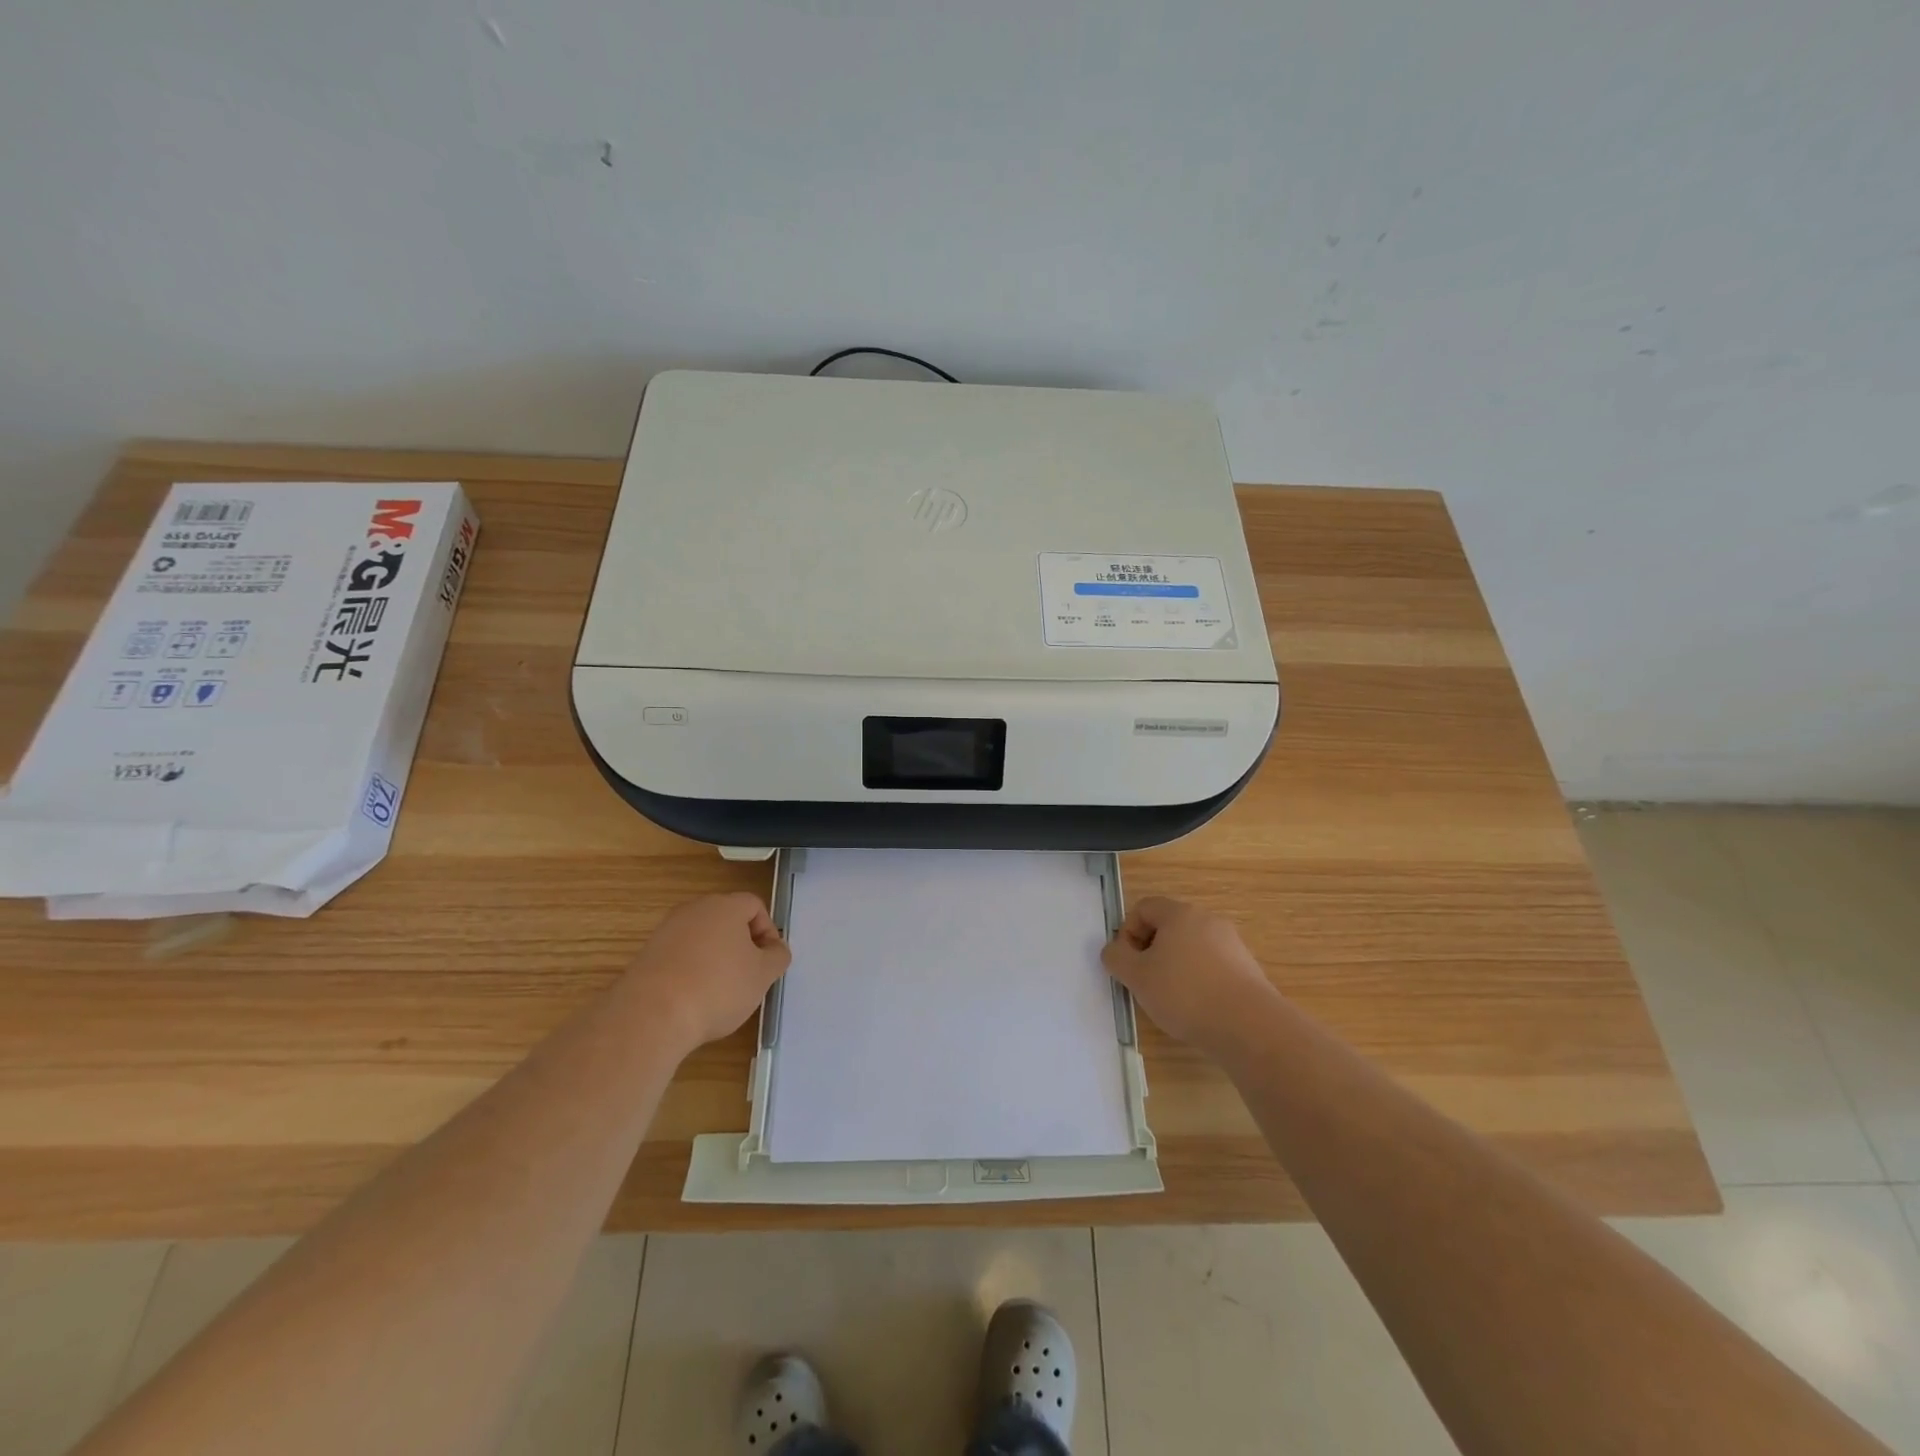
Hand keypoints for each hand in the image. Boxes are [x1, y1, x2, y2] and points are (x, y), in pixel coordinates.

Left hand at [624, 893, 790, 1051]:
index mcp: (725, 906)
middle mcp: (694, 910)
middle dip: (741, 945)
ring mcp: (666, 930)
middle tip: (747, 975)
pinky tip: (693, 999)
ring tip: (719, 991)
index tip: (768, 960)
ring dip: (715, 958)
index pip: (754, 905)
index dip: (768, 931)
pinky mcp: (647, 954)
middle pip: (726, 919)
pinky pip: (680, 956)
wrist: (652, 1015)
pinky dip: (690, 971)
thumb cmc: (718, 987)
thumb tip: (775, 948)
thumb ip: (777, 956)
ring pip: (702, 938)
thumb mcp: (763, 975)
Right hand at [1101, 896, 1279, 1056]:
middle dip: (1151, 951)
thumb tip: (1115, 950)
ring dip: (1175, 967)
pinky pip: (1212, 967)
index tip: (1128, 963)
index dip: (1128, 932)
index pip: (1144, 908)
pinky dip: (1199, 981)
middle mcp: (1208, 920)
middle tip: (1146, 982)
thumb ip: (1116, 958)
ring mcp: (1232, 944)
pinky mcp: (1248, 970)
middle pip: (1169, 927)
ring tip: (1172, 1000)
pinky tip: (1198, 1009)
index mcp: (1180, 913)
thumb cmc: (1185, 993)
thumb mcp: (1136, 977)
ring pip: (1191, 948)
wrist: (1250, 1026)